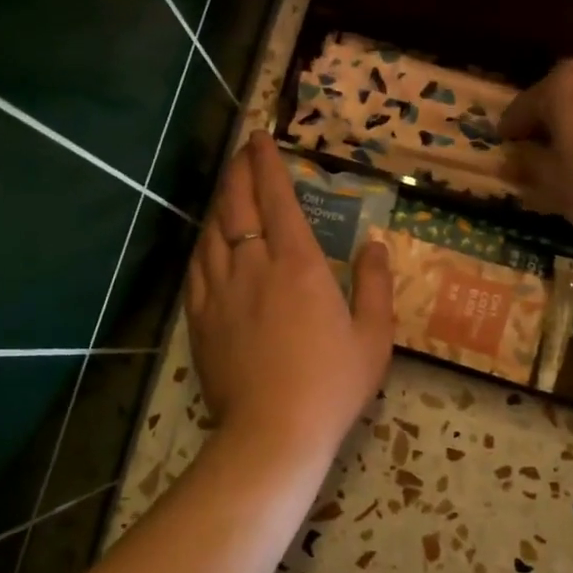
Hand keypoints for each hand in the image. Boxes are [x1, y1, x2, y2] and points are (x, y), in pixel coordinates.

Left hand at [186, 132, 393, 463]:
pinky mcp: (200, 318)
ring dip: (220, 202)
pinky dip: (203, 243)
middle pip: (238, 205)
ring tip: (228, 188)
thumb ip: (375, 284)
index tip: (260, 138)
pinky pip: (196, 267)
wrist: (273, 433)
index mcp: (298, 264)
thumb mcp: (373, 336)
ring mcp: (220, 291)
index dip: (267, 163)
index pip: (277, 198)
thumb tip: (375, 244)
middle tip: (242, 152)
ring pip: (212, 232)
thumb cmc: (331, 384)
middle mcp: (253, 266)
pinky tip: (207, 240)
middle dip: (239, 172)